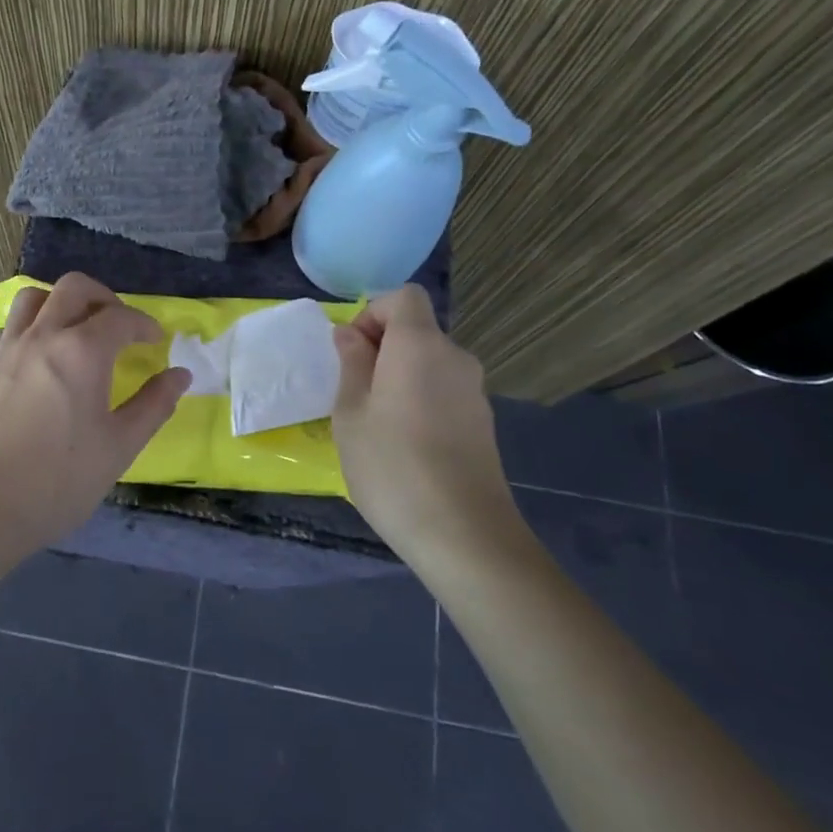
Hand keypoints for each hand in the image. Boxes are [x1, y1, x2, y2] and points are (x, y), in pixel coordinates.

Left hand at [0, 273, 189, 565]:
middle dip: (104, 298)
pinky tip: (42, 352)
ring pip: (35, 296)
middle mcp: (43, 336)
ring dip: (62, 301)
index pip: (120, 317)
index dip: (144, 324)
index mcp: (81, 352)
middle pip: (75, 288)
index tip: (157, 341)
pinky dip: (33, 322)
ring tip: (79, 329)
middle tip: (120, 325)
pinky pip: (12, 323)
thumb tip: (180, 375)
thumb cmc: (58, 480)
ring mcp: (8, 347)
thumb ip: (154, 405)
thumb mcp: (119, 447)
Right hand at [331, 285, 527, 560]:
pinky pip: (442, 391)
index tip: (352, 352)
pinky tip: (404, 445)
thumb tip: (350, 334)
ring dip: (398, 377)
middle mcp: (454, 358)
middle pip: (417, 330)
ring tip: (374, 424)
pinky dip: (419, 400)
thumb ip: (351, 364)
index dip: (373, 312)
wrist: (464, 534)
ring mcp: (474, 392)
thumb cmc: (392, 466)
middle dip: (381, 348)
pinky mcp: (482, 423)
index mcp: (420, 345)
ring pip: (428, 363)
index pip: (403, 297)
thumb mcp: (350, 413)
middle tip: (352, 393)